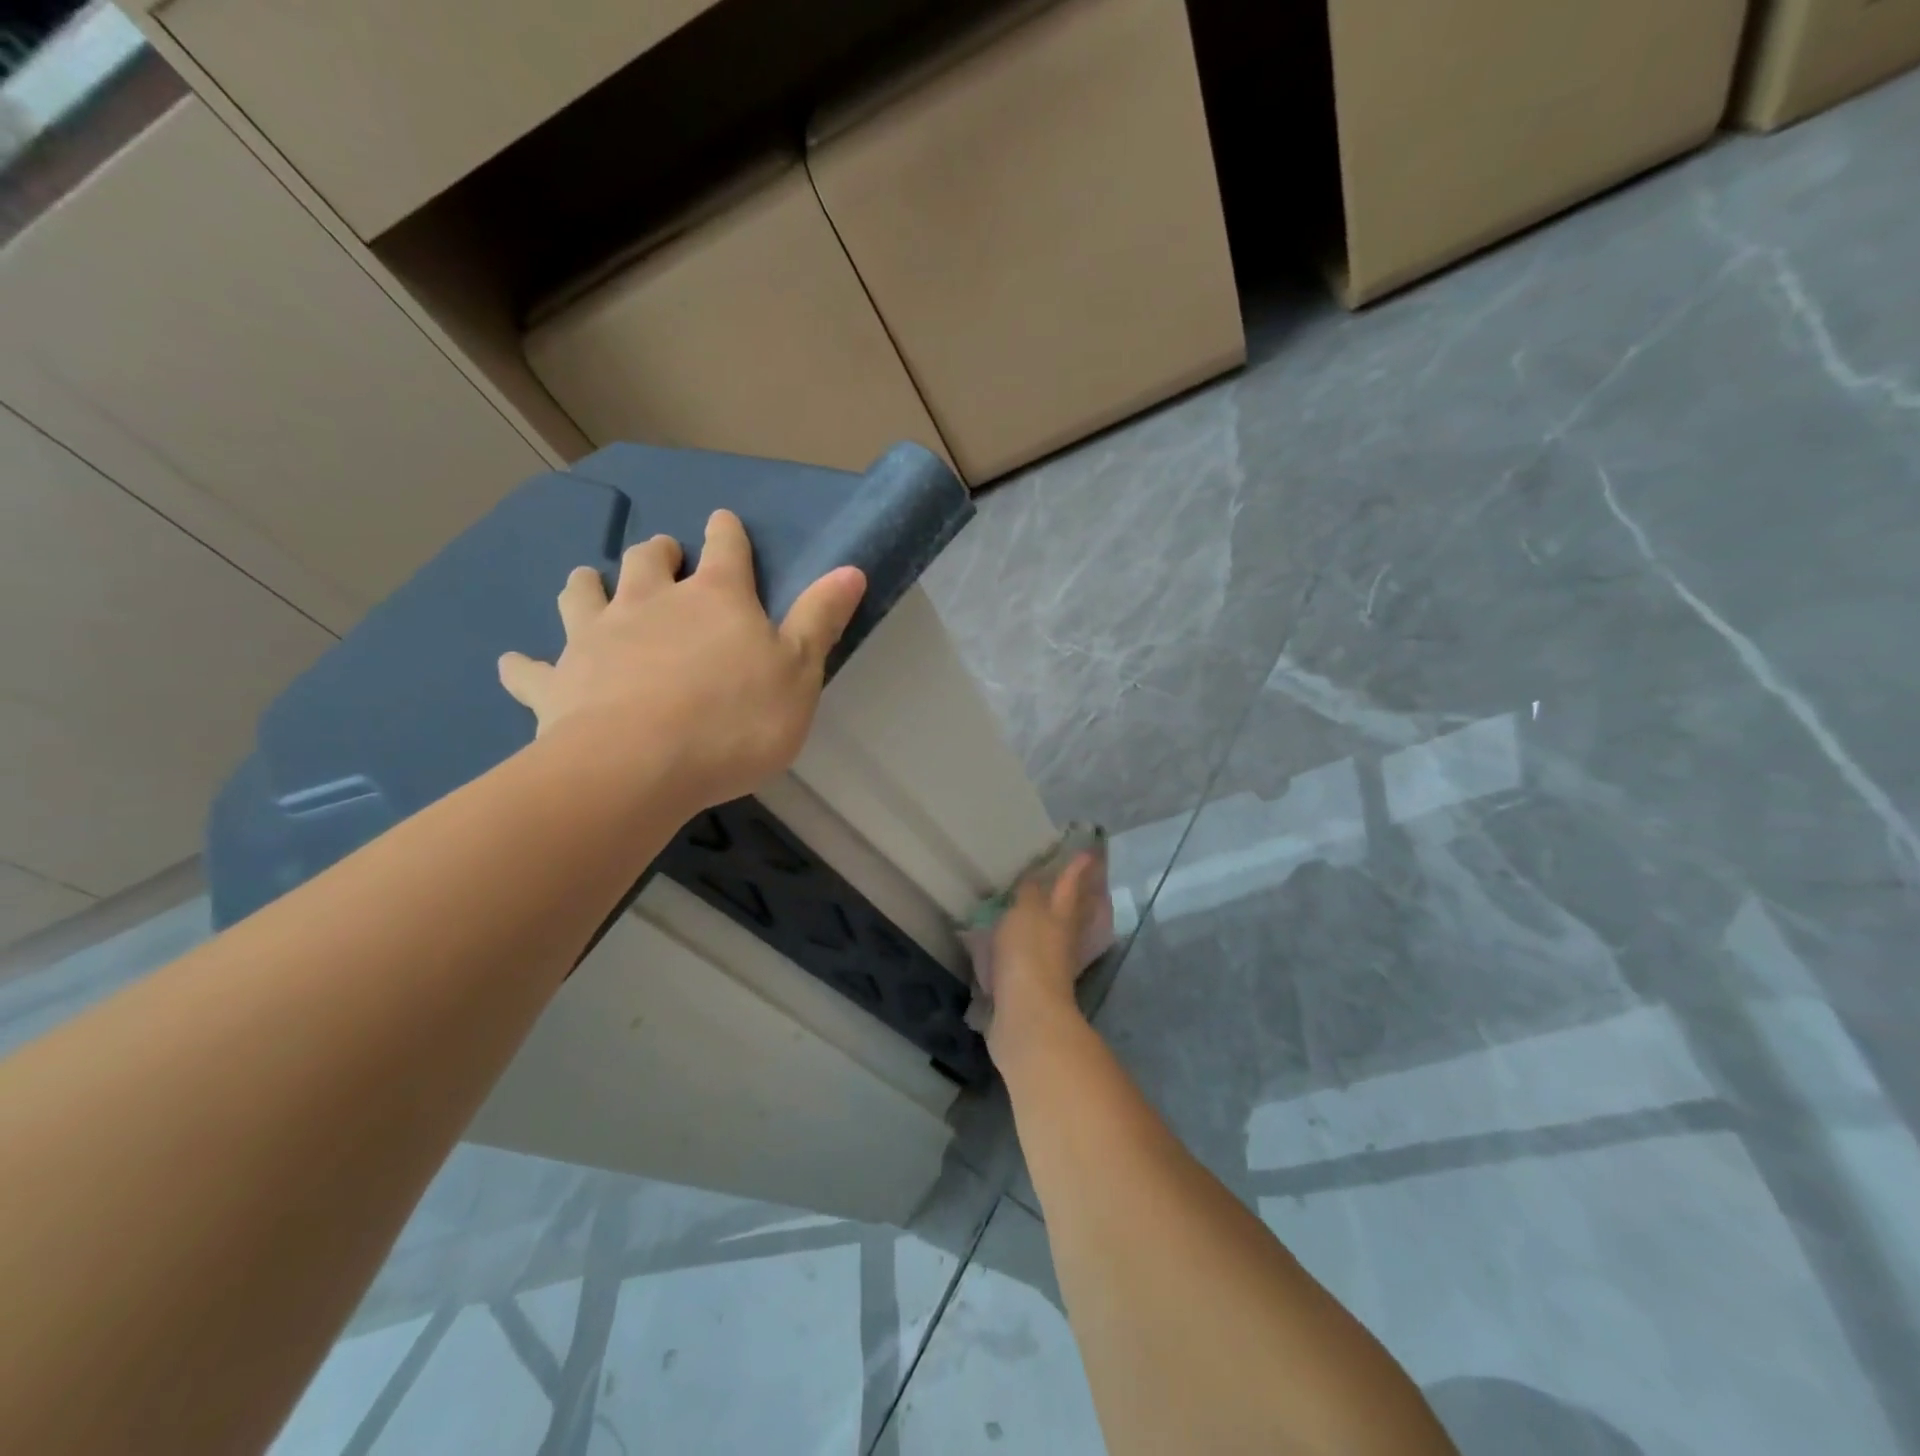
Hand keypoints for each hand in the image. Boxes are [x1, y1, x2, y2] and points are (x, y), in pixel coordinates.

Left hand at [497, 510, 865, 810]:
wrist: (637, 767)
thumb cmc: (734, 720)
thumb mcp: (799, 673)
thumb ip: (820, 619)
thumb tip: (851, 568)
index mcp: (715, 598)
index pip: (726, 549)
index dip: (728, 533)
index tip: (724, 522)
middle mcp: (651, 603)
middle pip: (648, 559)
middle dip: (658, 552)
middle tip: (662, 554)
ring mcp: (597, 638)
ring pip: (584, 593)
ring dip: (589, 584)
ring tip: (591, 583)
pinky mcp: (558, 682)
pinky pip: (532, 668)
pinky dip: (525, 664)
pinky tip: (515, 662)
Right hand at [988, 852, 1101, 1051]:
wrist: (1026, 1015)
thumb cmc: (1027, 954)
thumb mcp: (1025, 912)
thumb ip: (1029, 894)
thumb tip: (1036, 880)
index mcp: (1061, 916)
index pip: (1070, 885)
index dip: (1077, 869)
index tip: (1088, 853)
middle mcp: (1062, 939)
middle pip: (1069, 913)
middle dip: (1071, 897)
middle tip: (1072, 881)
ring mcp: (1051, 966)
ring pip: (1053, 936)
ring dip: (1049, 923)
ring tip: (1038, 911)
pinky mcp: (1033, 989)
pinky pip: (1031, 960)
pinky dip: (1027, 950)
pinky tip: (1014, 948)